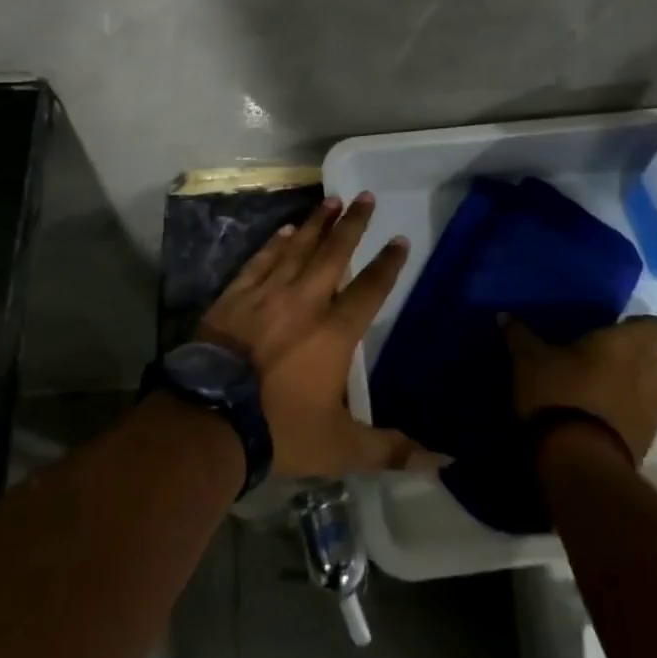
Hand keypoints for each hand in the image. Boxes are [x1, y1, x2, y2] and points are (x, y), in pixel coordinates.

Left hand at [199, 192, 442, 477]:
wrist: (211, 418)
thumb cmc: (281, 429)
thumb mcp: (341, 447)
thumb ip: (392, 450)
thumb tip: (445, 461)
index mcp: (334, 332)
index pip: (370, 289)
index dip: (387, 264)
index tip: (399, 239)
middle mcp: (305, 302)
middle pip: (334, 254)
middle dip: (353, 224)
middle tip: (365, 196)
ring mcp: (267, 294)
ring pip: (297, 248)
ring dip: (316, 223)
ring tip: (332, 200)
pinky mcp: (236, 296)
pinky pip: (261, 261)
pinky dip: (275, 244)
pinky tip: (285, 230)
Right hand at [503, 314, 656, 461]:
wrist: (578, 461)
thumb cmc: (558, 393)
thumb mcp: (528, 360)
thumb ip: (520, 335)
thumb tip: (504, 315)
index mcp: (626, 345)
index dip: (643, 328)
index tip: (617, 330)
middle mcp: (648, 374)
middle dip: (640, 361)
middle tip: (606, 362)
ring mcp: (652, 413)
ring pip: (655, 393)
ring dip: (638, 391)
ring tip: (605, 394)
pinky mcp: (647, 444)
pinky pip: (645, 422)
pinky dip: (630, 418)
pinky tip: (601, 421)